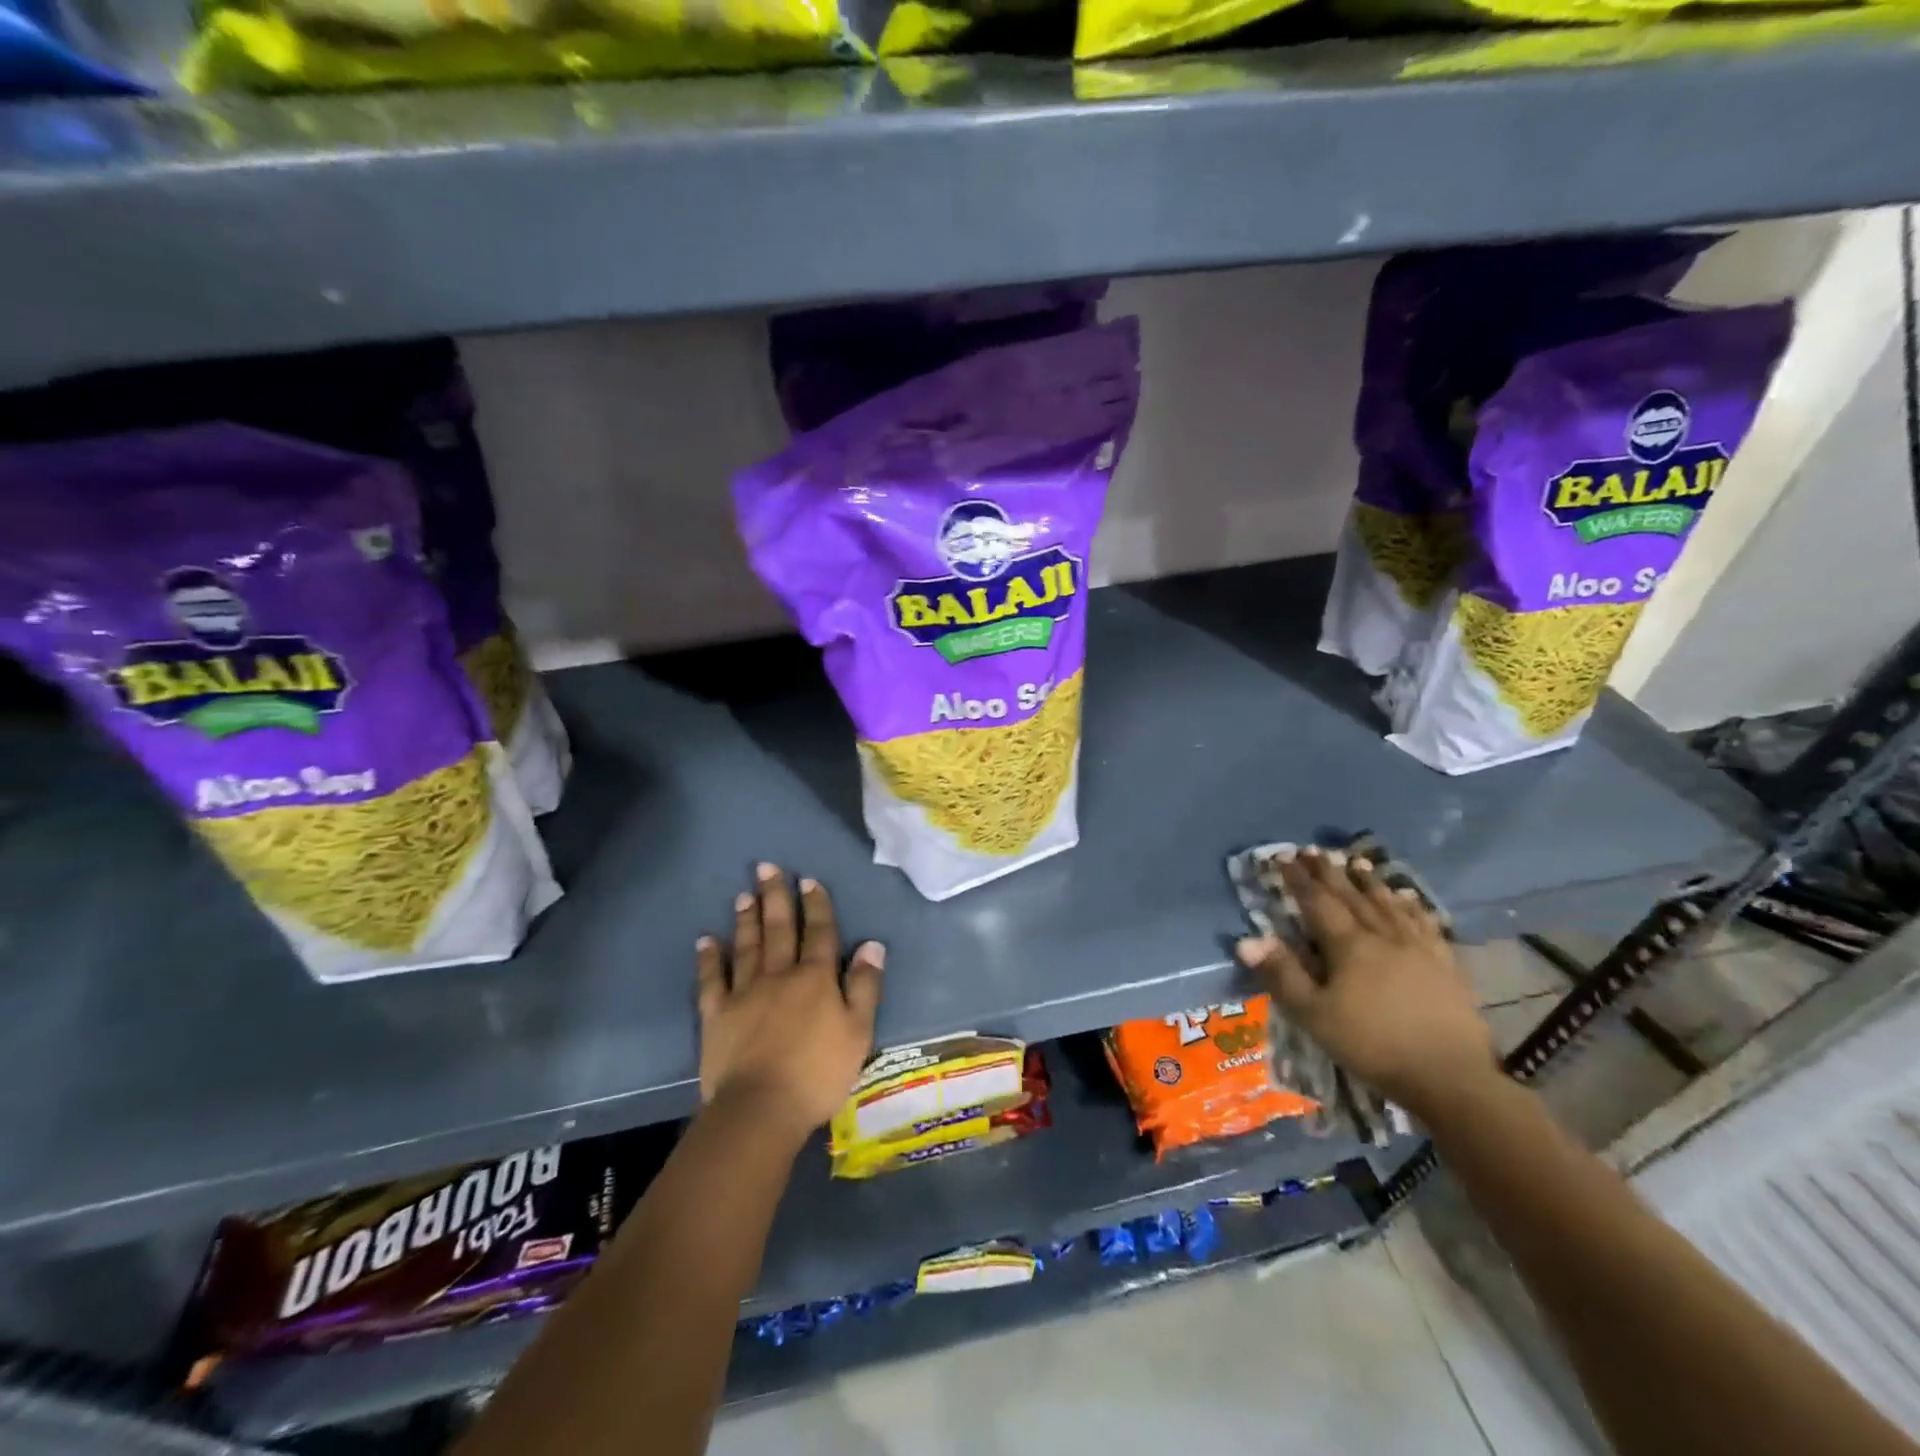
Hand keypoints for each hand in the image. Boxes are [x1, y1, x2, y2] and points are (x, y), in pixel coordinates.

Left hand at [695, 863, 884, 1146]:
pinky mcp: (717, 1014)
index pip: (819, 933)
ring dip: (747, 918)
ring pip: (747, 946)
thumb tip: (872, 944)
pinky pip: (712, 979)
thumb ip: (865, 986)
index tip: (809, 879)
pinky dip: (709, 958)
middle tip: (767, 867)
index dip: (816, 905)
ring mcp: (744, 992)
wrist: (761, 1108)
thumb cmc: (818, 1072)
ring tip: (744, 894)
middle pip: (779, 929)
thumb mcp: (858, 1031)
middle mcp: (779, 975)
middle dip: (775, 896)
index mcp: (816, 978)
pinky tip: (705, 940)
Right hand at [1235, 847, 1497, 1119]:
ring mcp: (1418, 949)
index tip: (1283, 856)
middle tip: (1313, 850)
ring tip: (1357, 863)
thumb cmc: (1372, 1045)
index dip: (1298, 879)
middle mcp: (1383, 937)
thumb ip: (1282, 975)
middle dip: (1329, 872)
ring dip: (1369, 883)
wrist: (1450, 1077)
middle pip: (1352, 897)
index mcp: (1348, 946)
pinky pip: (1426, 925)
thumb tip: (1246, 939)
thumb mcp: (1314, 1015)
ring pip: (1388, 905)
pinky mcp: (1446, 966)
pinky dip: (1413, 907)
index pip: (1317, 903)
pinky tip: (1409, 898)